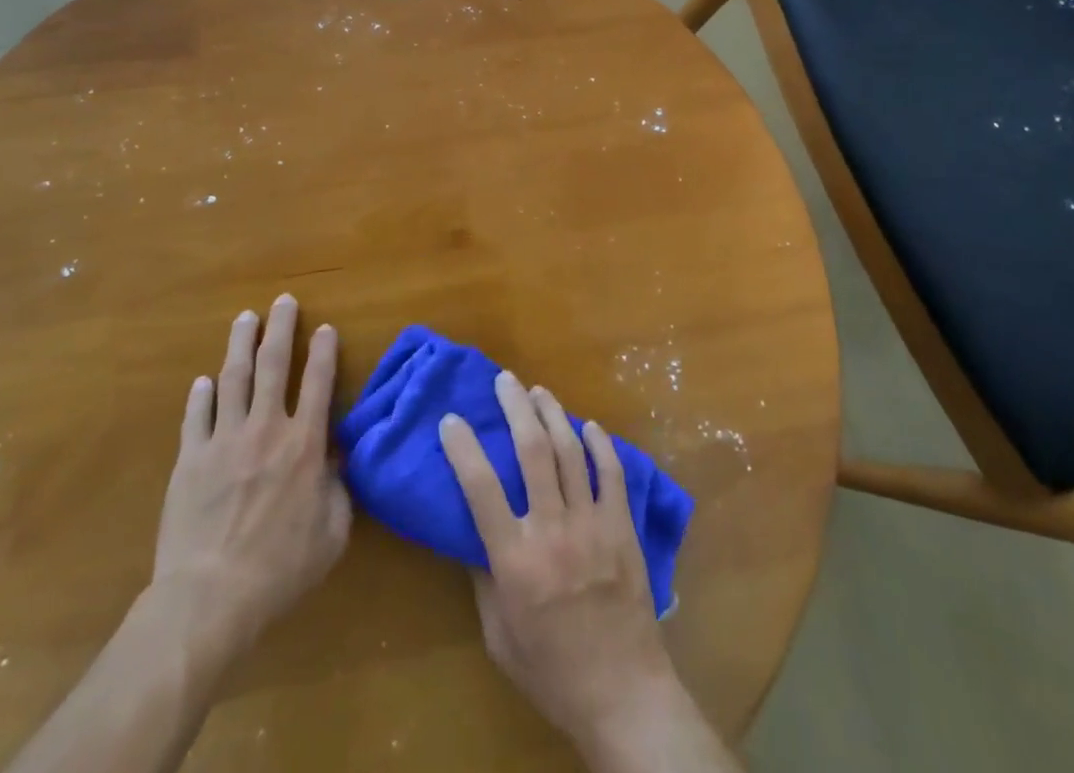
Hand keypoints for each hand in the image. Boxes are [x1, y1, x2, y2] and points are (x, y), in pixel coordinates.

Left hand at [152, 294, 350, 646]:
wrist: (210, 598)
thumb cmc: (280, 569)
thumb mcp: (332, 534)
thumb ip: (339, 490)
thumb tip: (337, 460)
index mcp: (304, 444)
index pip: (318, 382)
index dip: (323, 350)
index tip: (324, 327)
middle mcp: (266, 429)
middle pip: (274, 365)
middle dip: (281, 328)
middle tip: (283, 301)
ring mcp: (224, 440)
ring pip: (234, 378)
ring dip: (241, 344)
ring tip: (246, 318)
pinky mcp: (190, 459)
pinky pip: (196, 416)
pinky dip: (201, 394)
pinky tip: (204, 380)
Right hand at [440, 372, 684, 758]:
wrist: (622, 692)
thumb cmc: (550, 669)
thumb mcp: (499, 634)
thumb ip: (483, 578)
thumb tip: (471, 531)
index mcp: (514, 560)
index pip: (480, 488)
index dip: (463, 448)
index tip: (451, 419)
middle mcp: (552, 530)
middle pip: (532, 451)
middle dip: (515, 408)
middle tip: (504, 380)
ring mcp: (591, 524)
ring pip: (570, 451)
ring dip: (553, 414)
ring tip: (539, 392)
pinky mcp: (622, 527)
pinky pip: (611, 473)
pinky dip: (599, 444)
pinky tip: (588, 426)